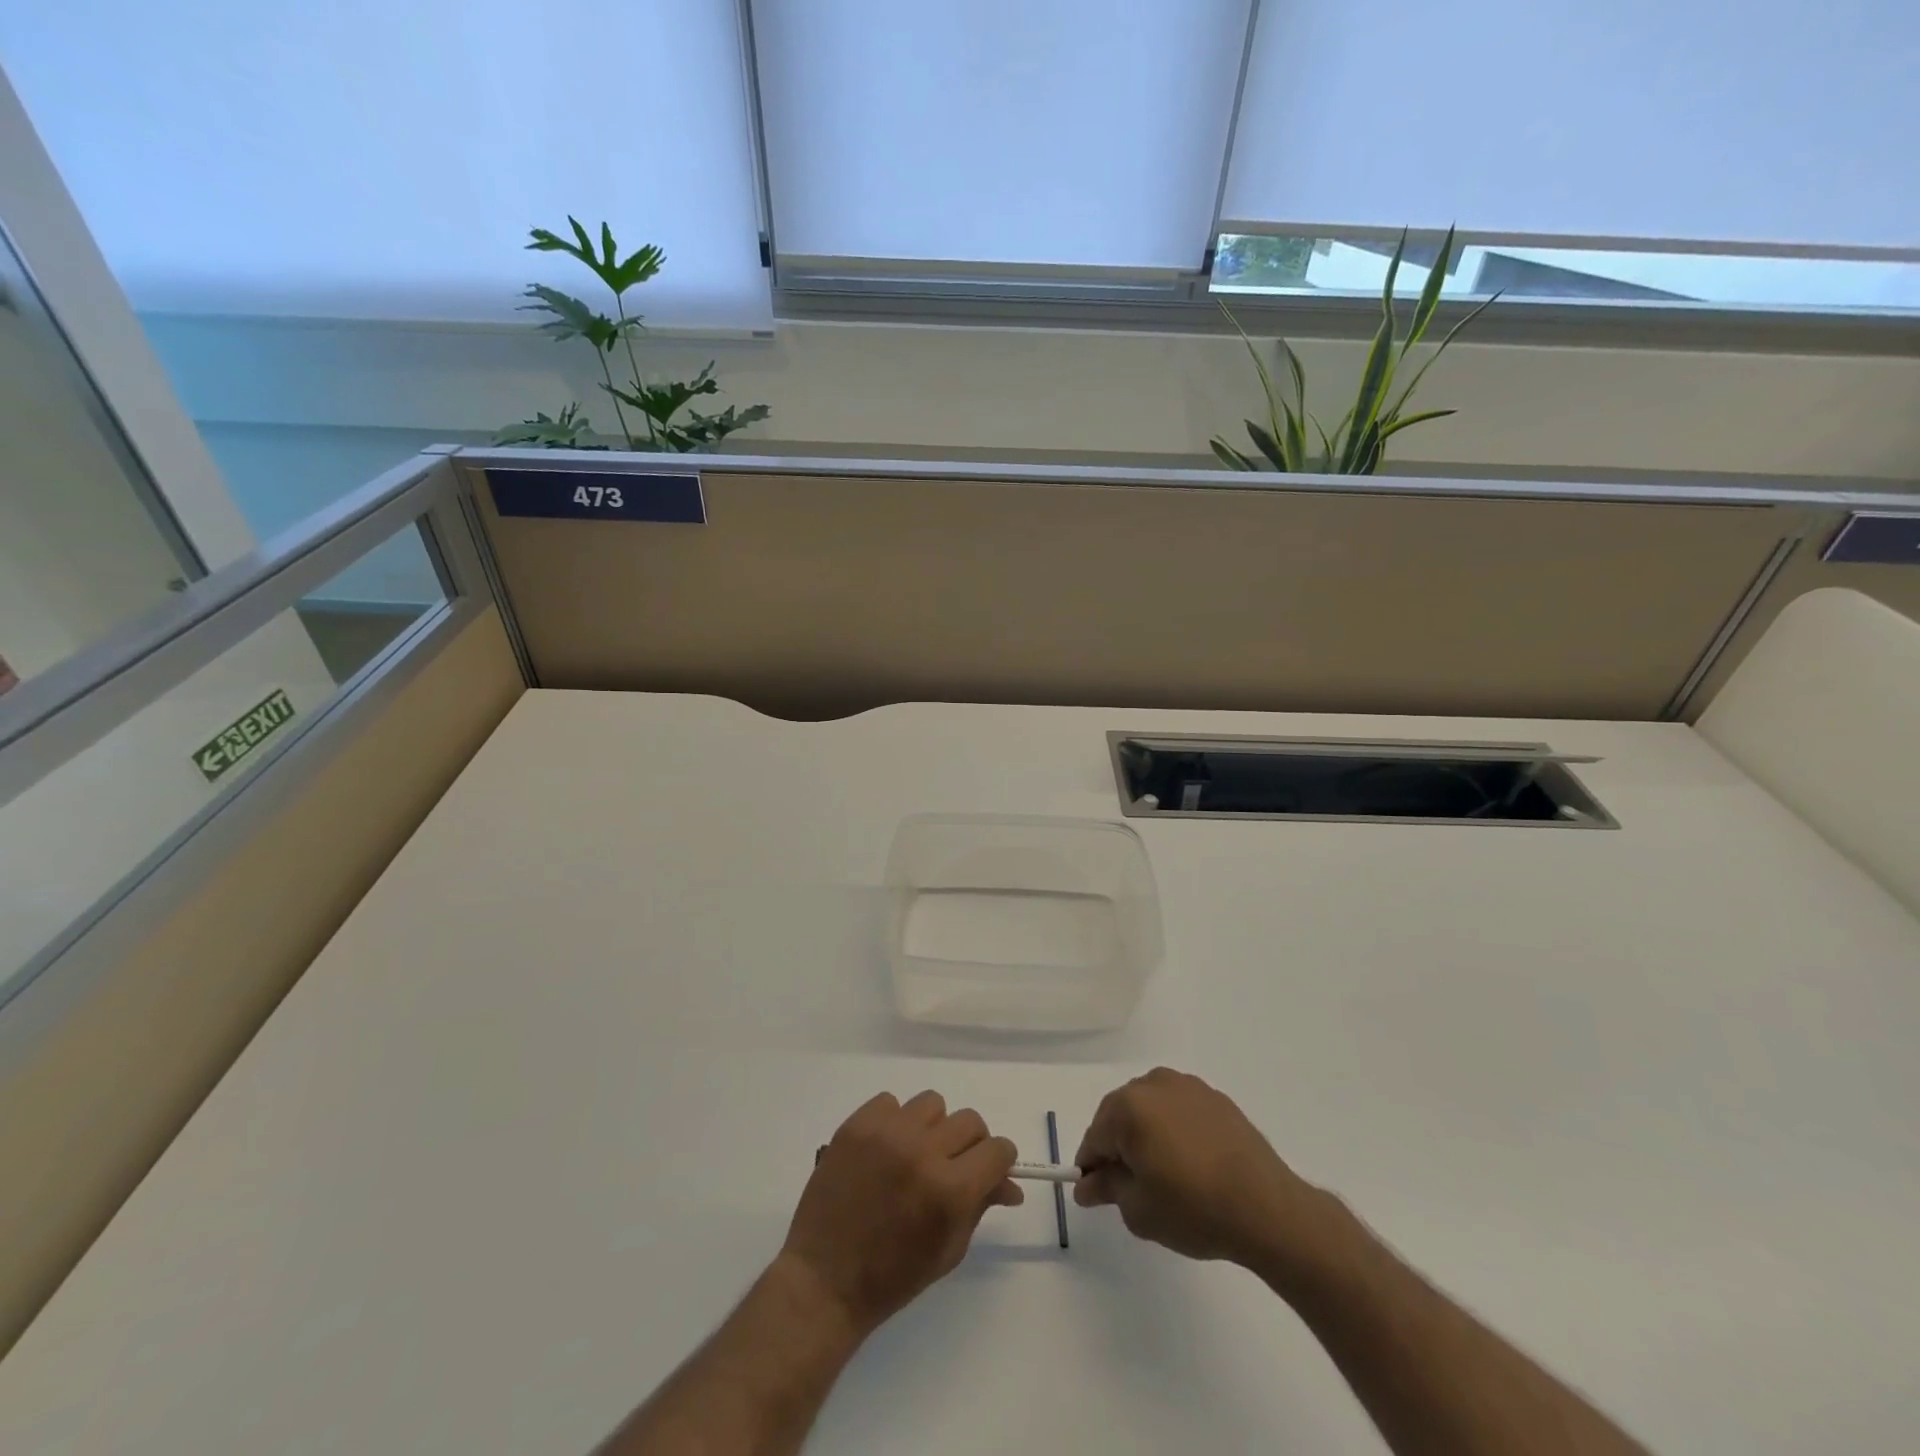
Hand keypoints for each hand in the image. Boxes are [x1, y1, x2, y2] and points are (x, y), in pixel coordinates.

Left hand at [779, 1091, 1021, 1338]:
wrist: (824, 1280)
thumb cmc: (892, 1277)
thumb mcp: (948, 1250)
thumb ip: (980, 1206)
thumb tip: (1009, 1184)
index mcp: (950, 1190)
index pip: (997, 1149)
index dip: (999, 1161)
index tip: (990, 1171)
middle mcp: (923, 1151)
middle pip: (970, 1121)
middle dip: (970, 1144)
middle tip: (952, 1167)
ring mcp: (887, 1132)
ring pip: (932, 1104)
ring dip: (932, 1128)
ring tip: (914, 1156)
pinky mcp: (857, 1124)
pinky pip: (891, 1102)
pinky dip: (895, 1121)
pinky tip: (885, 1151)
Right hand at [1073, 1067, 1323, 1268]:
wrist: (1266, 1207)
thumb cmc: (1194, 1209)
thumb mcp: (1139, 1210)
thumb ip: (1107, 1189)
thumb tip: (1087, 1184)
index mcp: (1128, 1107)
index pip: (1095, 1137)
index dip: (1091, 1167)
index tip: (1097, 1194)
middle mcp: (1153, 1084)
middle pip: (1120, 1115)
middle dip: (1118, 1146)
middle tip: (1131, 1187)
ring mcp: (1186, 1086)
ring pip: (1149, 1109)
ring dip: (1146, 1134)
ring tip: (1164, 1174)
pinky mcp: (1214, 1097)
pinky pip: (1179, 1110)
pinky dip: (1174, 1130)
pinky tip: (1190, 1162)